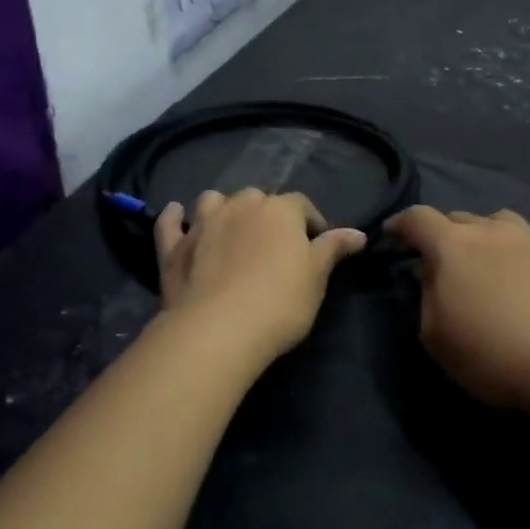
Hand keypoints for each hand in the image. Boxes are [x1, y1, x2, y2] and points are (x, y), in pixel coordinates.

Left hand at [155, 189, 367, 360]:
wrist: (219, 329)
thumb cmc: (280, 302)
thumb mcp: (316, 277)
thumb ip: (333, 249)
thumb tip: (358, 233)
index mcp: (279, 210)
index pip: (301, 205)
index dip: (311, 222)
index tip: (317, 243)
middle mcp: (240, 206)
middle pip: (256, 199)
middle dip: (266, 214)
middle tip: (273, 243)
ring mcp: (202, 224)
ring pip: (213, 200)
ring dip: (222, 208)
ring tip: (230, 227)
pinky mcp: (173, 248)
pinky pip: (170, 222)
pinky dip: (174, 217)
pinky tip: (176, 214)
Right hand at [385, 206, 529, 411]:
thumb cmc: (492, 354)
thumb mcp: (435, 338)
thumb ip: (426, 298)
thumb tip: (430, 275)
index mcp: (452, 246)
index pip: (417, 218)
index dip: (400, 224)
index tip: (391, 235)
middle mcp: (492, 230)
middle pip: (459, 218)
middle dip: (443, 234)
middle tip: (441, 261)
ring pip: (501, 221)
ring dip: (488, 235)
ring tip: (490, 260)